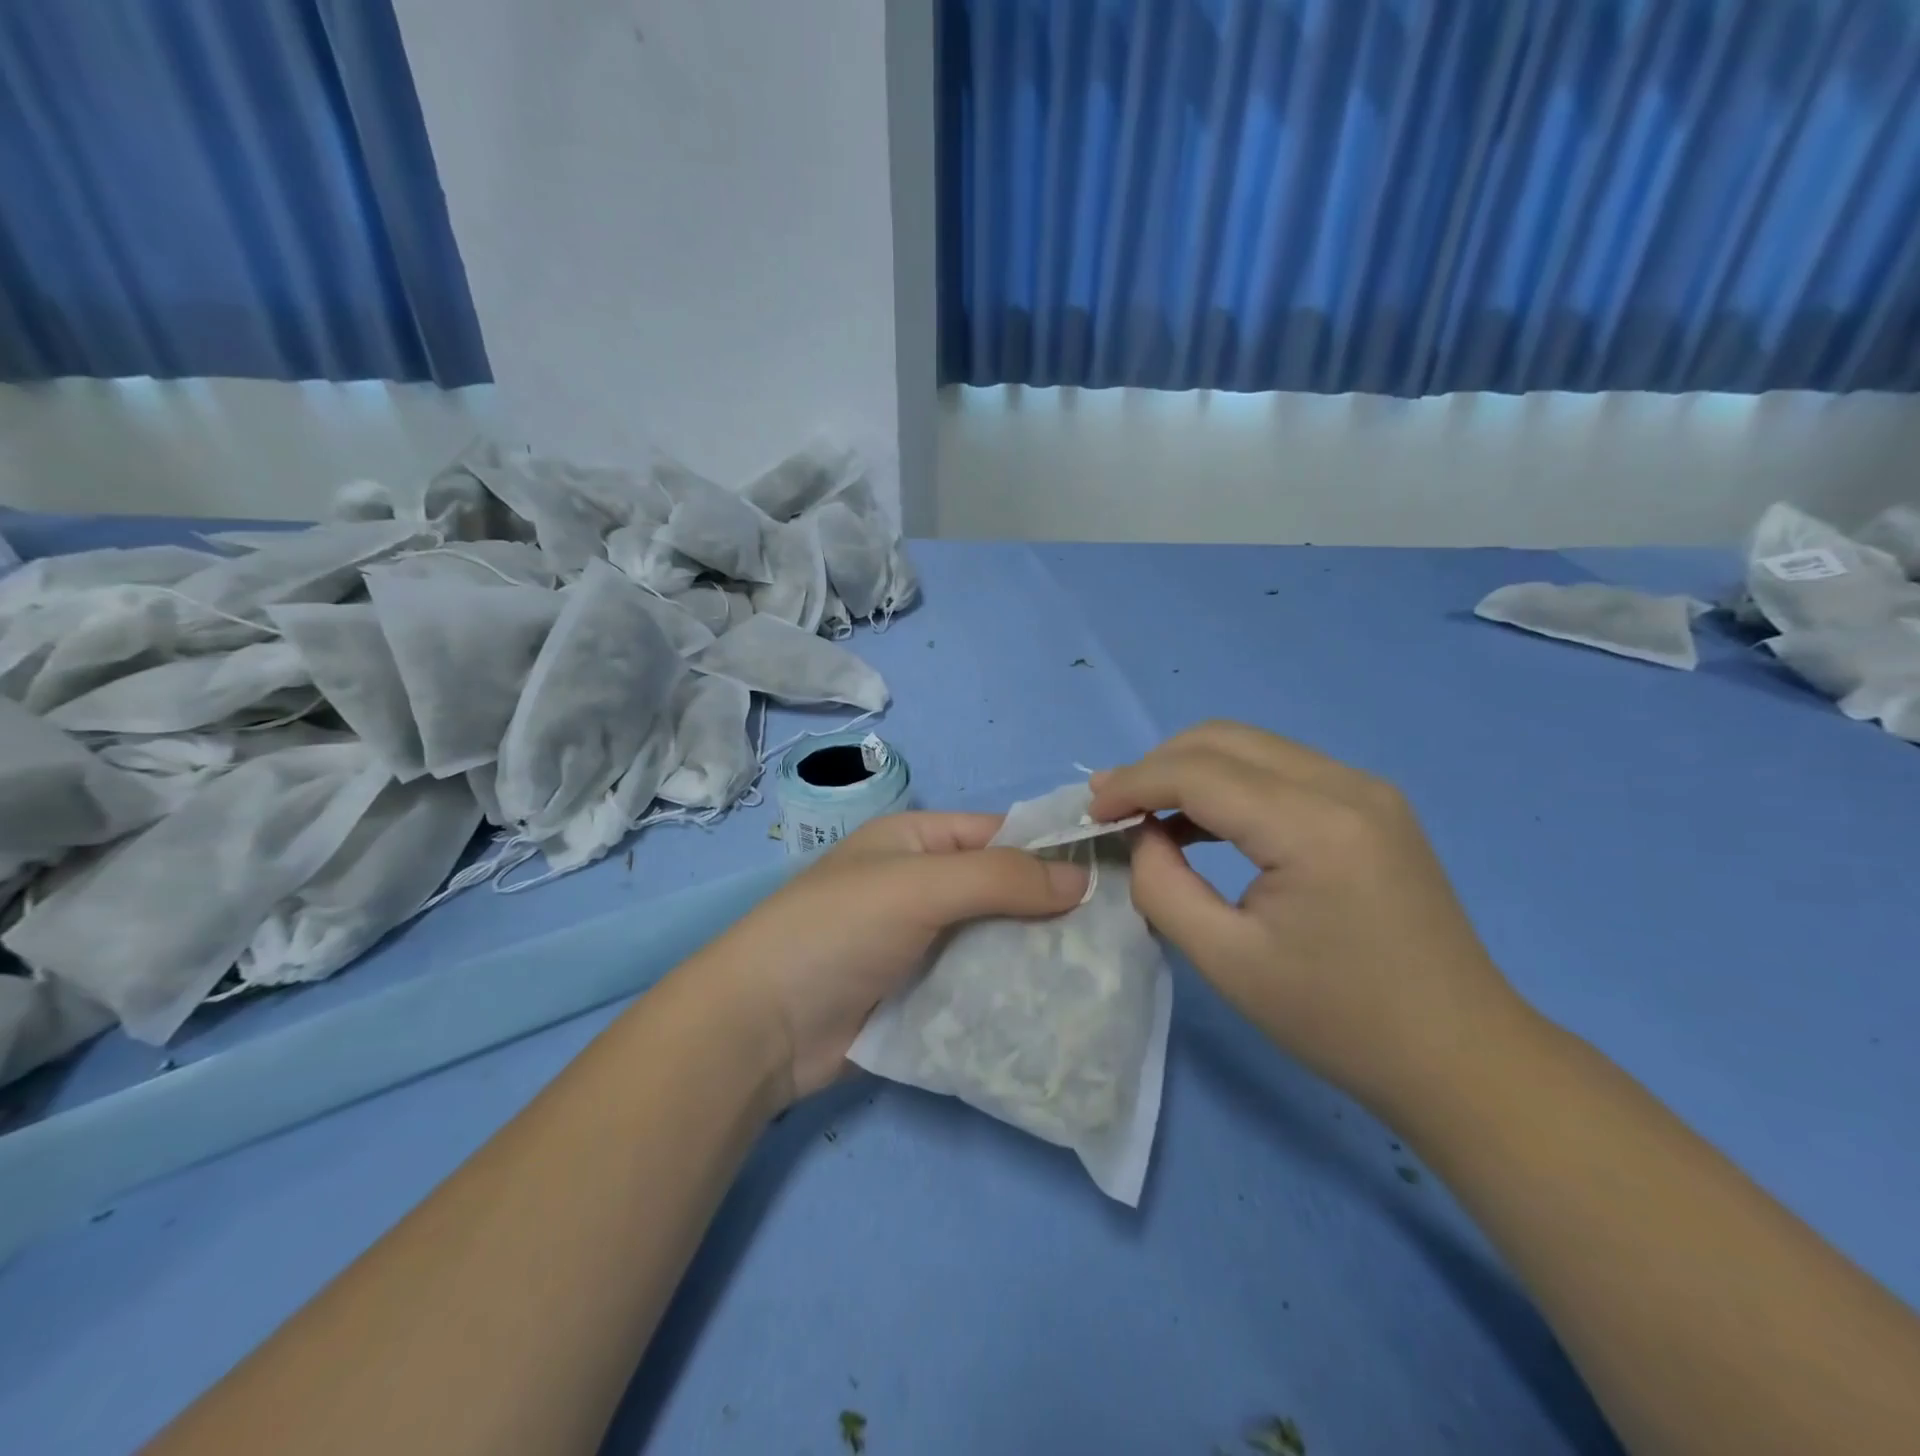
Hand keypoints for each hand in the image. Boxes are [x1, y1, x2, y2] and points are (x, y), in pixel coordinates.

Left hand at [696, 812, 1089, 1104]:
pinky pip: (981, 986)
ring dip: (1039, 957)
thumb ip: (999, 878)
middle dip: (1054, 910)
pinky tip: (1061, 1011)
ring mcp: (925, 944)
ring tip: (1104, 976)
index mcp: (918, 842)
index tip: (1118, 874)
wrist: (762, 1027)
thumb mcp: (918, 885)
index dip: (1054, 849)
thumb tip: (1083, 879)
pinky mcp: (924, 996)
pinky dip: (1015, 995)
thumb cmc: (837, 930)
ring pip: (998, 941)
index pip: (1001, 834)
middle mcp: (925, 887)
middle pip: (1005, 890)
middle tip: (1120, 936)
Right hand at [1089, 722, 1523, 1114]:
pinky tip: (1202, 823)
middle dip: (1156, 766)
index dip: (1133, 783)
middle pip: (1223, 739)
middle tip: (1114, 809)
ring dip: (1190, 770)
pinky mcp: (1372, 804)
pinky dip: (1229, 783)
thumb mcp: (1225, 960)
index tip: (1090, 812)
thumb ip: (1163, 884)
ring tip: (1147, 814)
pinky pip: (1280, 769)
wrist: (1459, 1056)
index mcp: (1313, 826)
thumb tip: (1140, 834)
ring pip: (1251, 746)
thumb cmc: (1337, 1020)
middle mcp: (1345, 785)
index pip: (1198, 772)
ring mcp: (1366, 789)